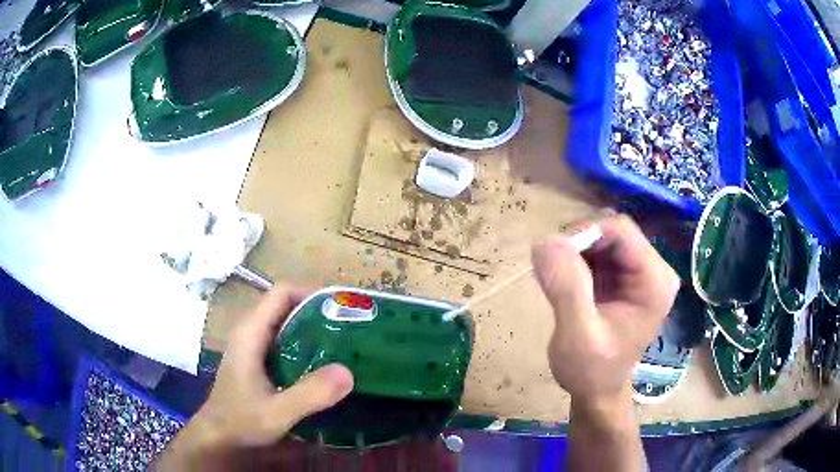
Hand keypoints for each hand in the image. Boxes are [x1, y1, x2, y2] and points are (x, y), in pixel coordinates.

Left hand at [155, 285, 353, 469]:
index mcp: (251, 332)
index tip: (343, 309)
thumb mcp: (277, 412)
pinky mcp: (258, 360)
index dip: (312, 293)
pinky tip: (324, 364)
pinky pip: (285, 341)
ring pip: (286, 323)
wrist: (218, 437)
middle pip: (286, 304)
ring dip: (314, 328)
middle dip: (319, 311)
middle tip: (351, 328)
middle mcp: (251, 331)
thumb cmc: (241, 422)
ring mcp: (253, 345)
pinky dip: (306, 344)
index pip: (282, 292)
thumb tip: (348, 371)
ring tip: (344, 344)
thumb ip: (310, 394)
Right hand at [532, 215, 678, 404]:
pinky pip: (598, 249)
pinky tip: (568, 283)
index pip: (621, 230)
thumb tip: (546, 241)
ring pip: (602, 236)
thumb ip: (566, 289)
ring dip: (575, 251)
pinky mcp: (625, 274)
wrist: (596, 391)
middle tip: (554, 273)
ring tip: (560, 282)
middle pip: (612, 229)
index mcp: (655, 281)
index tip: (554, 258)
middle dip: (578, 244)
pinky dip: (577, 259)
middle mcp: (654, 269)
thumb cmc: (591, 371)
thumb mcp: (577, 336)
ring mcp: (640, 270)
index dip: (585, 233)